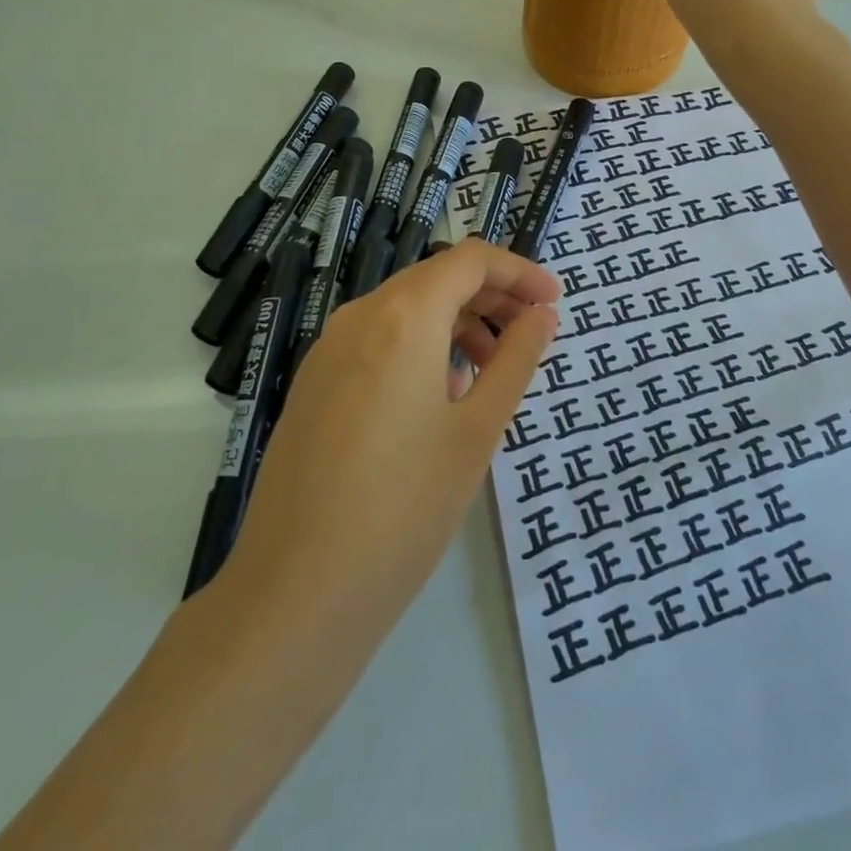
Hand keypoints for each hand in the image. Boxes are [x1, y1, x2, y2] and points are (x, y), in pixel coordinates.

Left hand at [222, 241, 560, 635]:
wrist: (297, 591)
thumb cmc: (405, 507)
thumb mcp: (476, 430)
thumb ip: (515, 360)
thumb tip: (542, 315)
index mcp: (403, 316)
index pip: (470, 259)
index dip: (519, 272)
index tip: (554, 302)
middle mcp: (359, 316)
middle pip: (436, 278)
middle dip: (491, 296)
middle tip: (532, 334)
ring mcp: (328, 349)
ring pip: (405, 308)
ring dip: (456, 321)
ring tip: (490, 370)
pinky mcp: (313, 383)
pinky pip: (377, 339)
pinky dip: (420, 345)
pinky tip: (439, 396)